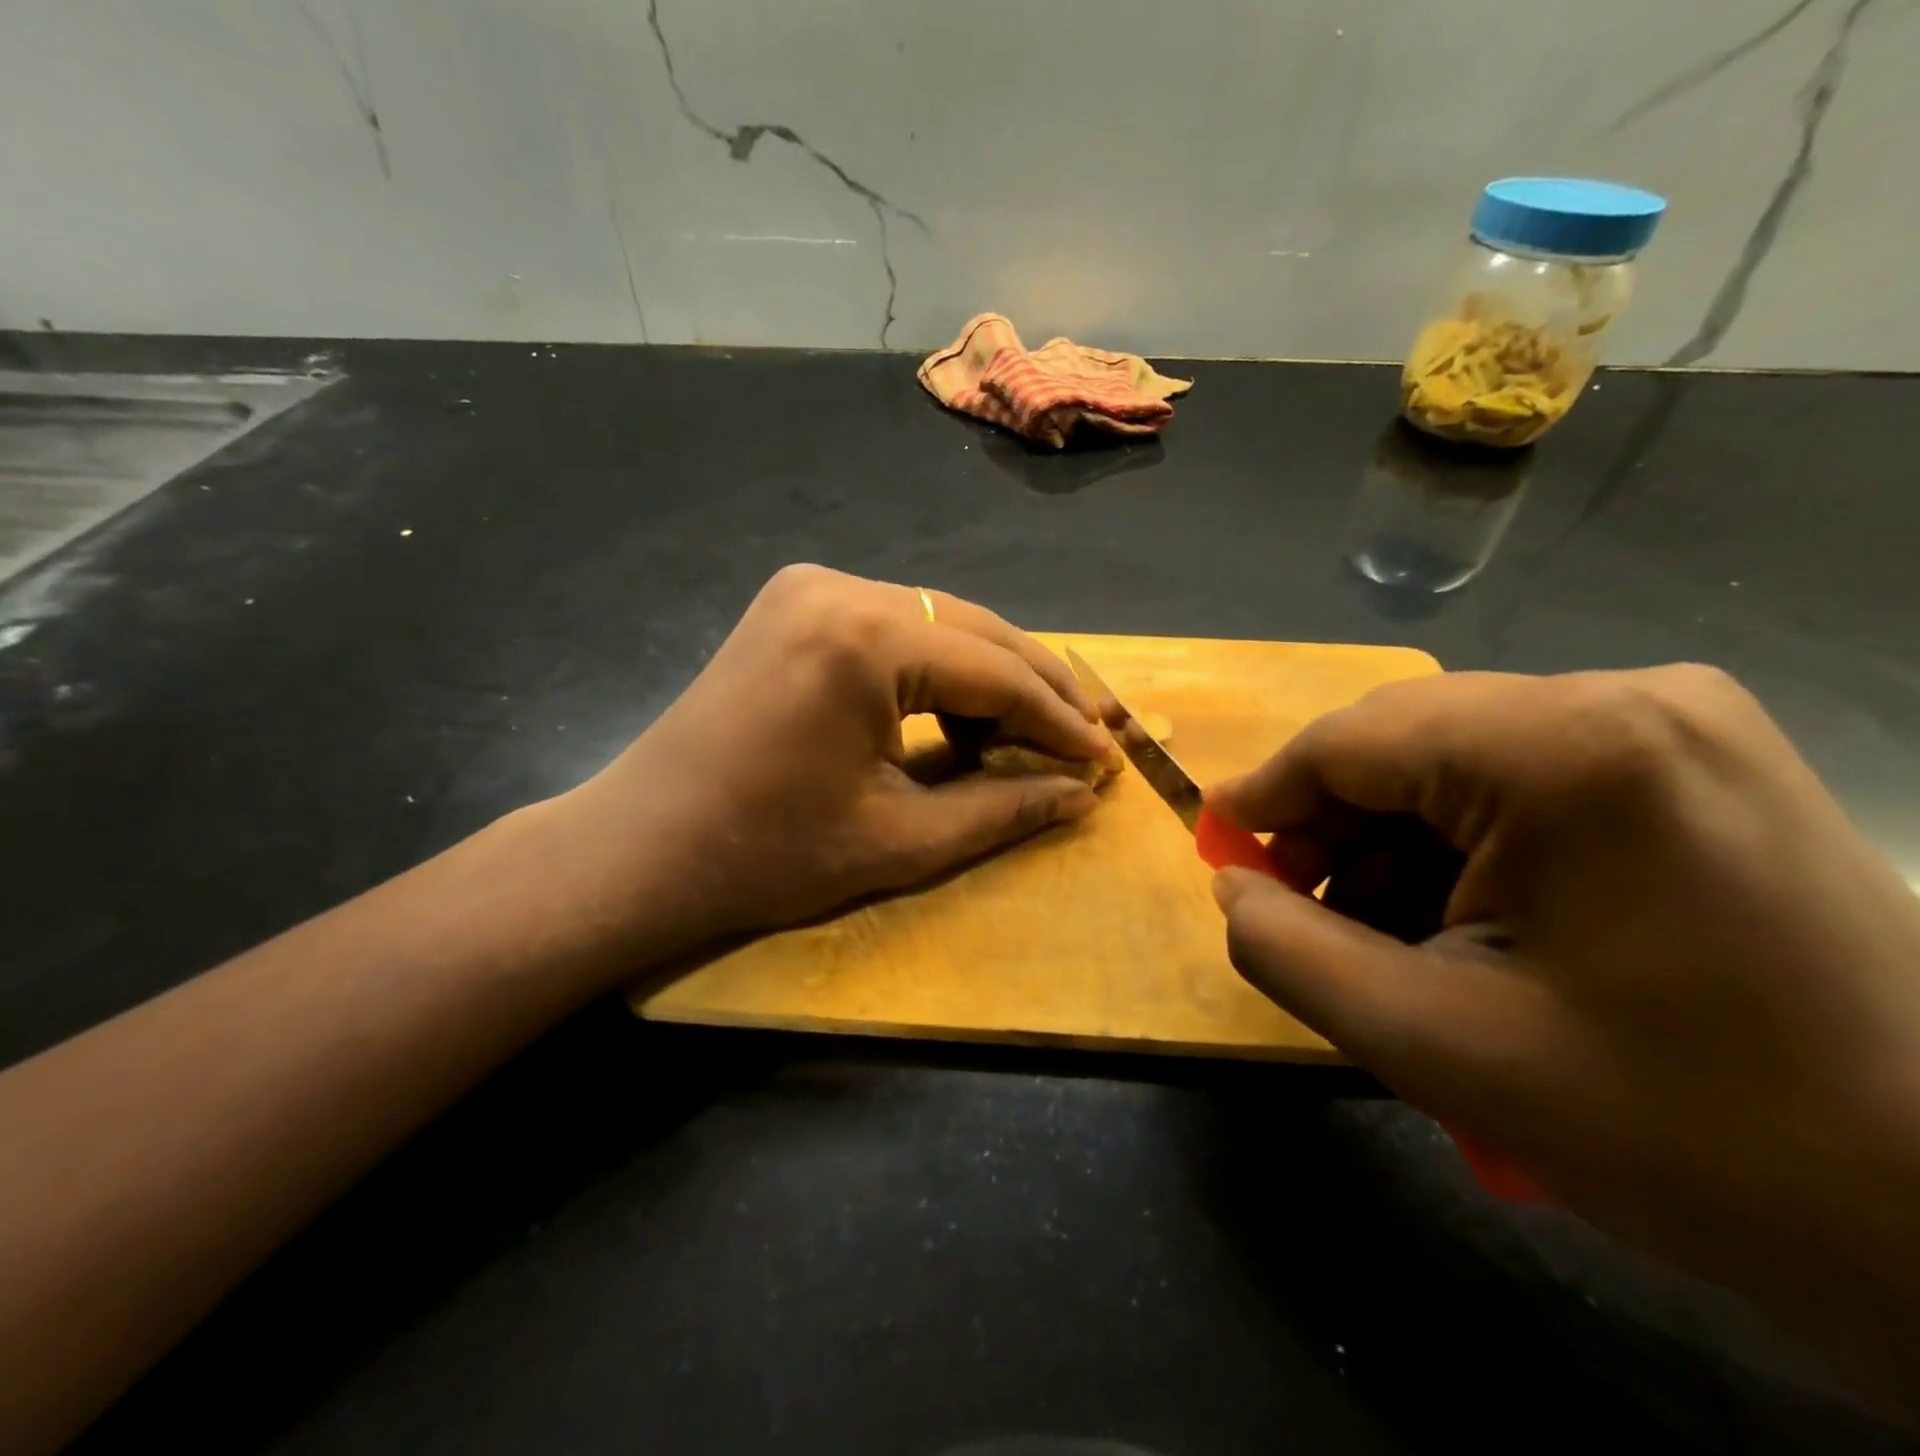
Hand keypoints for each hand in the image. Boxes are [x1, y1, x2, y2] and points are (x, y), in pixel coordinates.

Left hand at [554, 565, 1115, 958]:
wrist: (643, 848)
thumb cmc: (768, 856)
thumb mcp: (901, 840)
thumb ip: (1003, 808)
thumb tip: (1081, 793)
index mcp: (864, 638)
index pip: (995, 671)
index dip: (1058, 719)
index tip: (1105, 758)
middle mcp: (840, 587)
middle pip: (974, 631)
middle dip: (1036, 687)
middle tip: (1088, 736)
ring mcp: (810, 587)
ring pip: (938, 623)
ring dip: (991, 675)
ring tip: (1037, 730)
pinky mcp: (794, 604)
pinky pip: (895, 627)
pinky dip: (938, 669)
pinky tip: (963, 712)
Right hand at [1207, 666, 1919, 1396]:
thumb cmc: (1677, 1128)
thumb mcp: (1429, 1042)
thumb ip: (1287, 949)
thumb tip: (1231, 883)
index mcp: (1565, 748)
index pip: (1349, 741)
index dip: (1266, 797)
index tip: (1218, 850)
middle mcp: (1624, 698)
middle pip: (1404, 741)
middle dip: (1332, 824)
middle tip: (1296, 904)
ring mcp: (1675, 722)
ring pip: (1457, 758)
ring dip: (1394, 837)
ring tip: (1378, 928)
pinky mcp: (1697, 760)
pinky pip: (1523, 776)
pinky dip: (1464, 839)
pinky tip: (1460, 914)